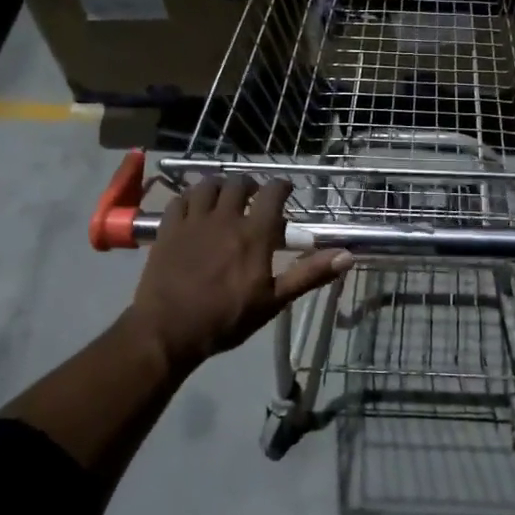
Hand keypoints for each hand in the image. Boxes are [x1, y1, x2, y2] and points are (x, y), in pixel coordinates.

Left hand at [126, 177, 349, 372]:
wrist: (167, 330)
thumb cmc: (226, 319)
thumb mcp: (273, 301)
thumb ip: (308, 274)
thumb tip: (346, 256)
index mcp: (254, 234)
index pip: (272, 194)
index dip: (281, 186)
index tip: (286, 189)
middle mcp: (225, 218)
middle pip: (238, 184)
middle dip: (250, 185)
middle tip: (254, 196)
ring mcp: (193, 221)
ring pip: (207, 186)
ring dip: (219, 186)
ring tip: (223, 197)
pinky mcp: (167, 229)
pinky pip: (179, 199)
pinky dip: (190, 197)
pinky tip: (193, 207)